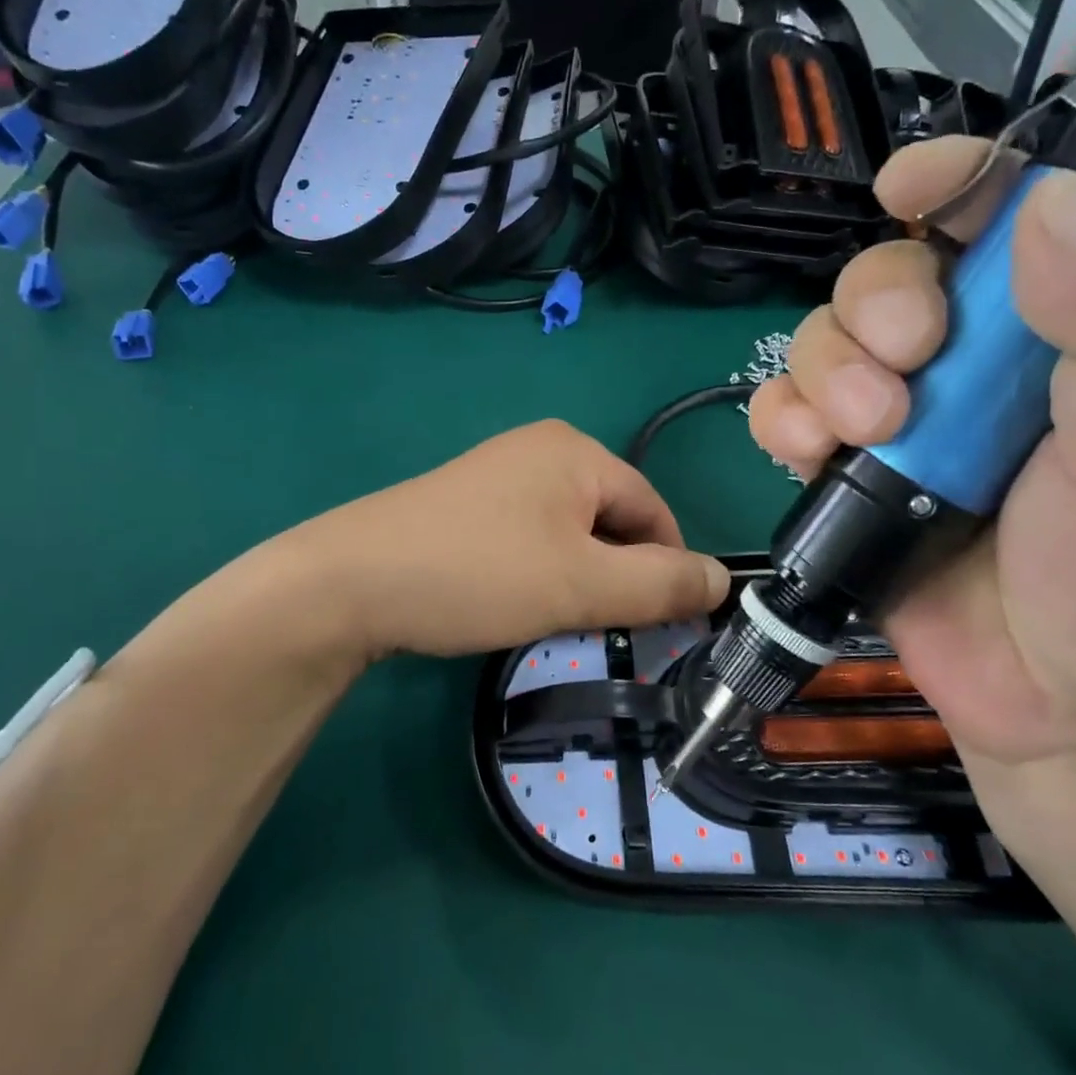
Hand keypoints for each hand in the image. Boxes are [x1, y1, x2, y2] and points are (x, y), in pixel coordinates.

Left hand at [287, 420, 729, 661]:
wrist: (351, 581)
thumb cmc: (479, 574)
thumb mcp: (582, 585)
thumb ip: (661, 584)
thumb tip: (724, 580)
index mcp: (576, 451)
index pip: (654, 509)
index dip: (666, 569)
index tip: (657, 625)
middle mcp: (539, 449)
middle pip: (611, 519)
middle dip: (615, 576)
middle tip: (594, 625)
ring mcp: (497, 474)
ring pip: (570, 533)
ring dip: (577, 579)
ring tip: (549, 617)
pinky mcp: (466, 503)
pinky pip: (529, 536)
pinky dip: (538, 571)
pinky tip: (511, 601)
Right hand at [748, 138, 1075, 843]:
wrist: (1062, 721)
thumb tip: (1055, 205)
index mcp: (1061, 338)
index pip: (1003, 224)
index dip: (956, 185)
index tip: (908, 188)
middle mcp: (970, 369)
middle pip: (883, 281)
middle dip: (874, 308)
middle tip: (906, 366)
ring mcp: (898, 426)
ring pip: (820, 346)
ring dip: (822, 372)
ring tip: (860, 434)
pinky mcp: (842, 478)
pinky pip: (782, 417)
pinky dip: (779, 420)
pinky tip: (805, 452)